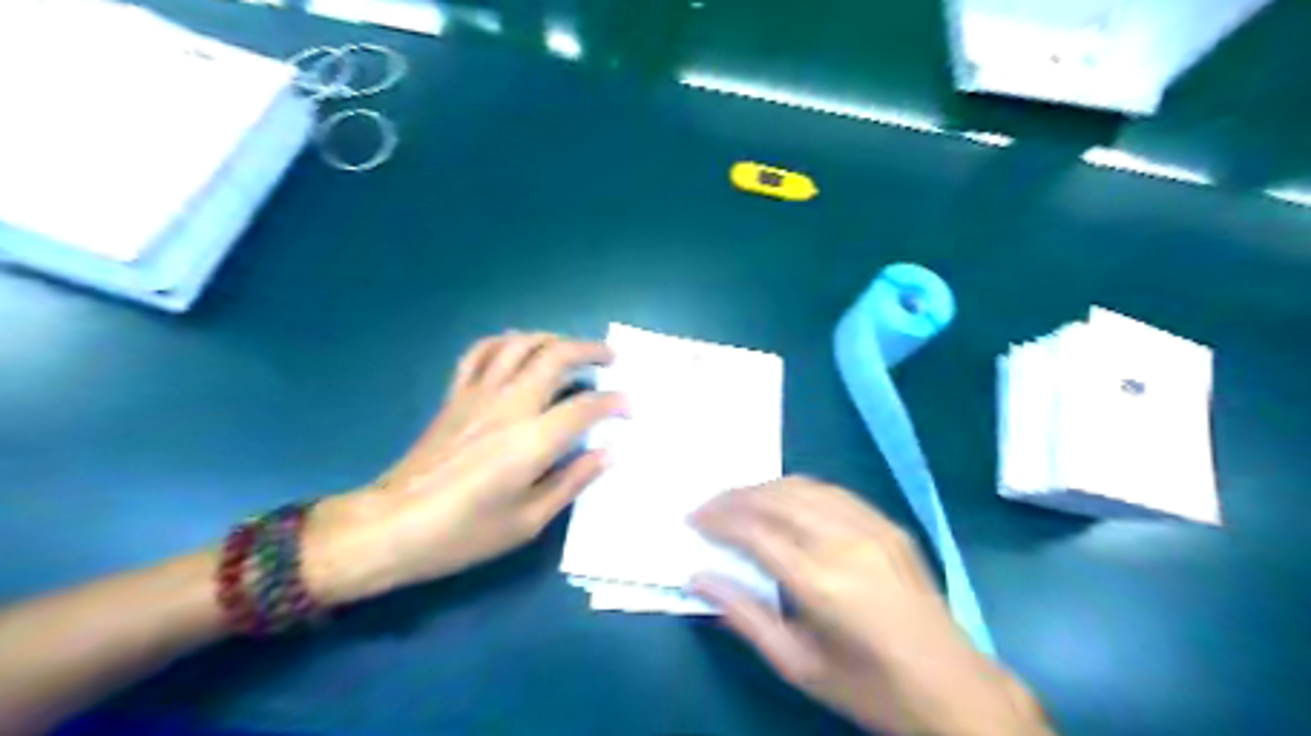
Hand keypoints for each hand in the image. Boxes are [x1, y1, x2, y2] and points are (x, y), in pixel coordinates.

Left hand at [305, 332, 620, 602]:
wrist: (393, 526)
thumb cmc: (464, 533)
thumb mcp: (528, 521)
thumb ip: (572, 481)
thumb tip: (606, 453)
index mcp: (532, 440)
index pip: (586, 406)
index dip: (614, 401)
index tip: (629, 406)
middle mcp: (509, 405)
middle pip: (556, 357)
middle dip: (589, 351)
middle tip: (610, 359)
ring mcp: (478, 395)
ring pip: (520, 344)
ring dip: (552, 338)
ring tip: (570, 348)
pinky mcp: (455, 395)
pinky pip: (480, 353)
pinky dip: (505, 342)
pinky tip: (518, 348)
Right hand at [689, 477, 1052, 735]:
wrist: (952, 686)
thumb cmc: (868, 686)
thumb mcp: (798, 665)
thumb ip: (744, 616)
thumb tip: (699, 577)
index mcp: (821, 583)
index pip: (755, 532)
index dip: (719, 520)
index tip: (693, 520)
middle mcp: (845, 543)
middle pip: (776, 499)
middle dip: (734, 497)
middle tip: (707, 507)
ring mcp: (871, 527)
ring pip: (803, 487)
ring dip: (763, 488)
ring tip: (737, 501)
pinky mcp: (888, 524)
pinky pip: (832, 491)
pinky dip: (797, 489)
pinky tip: (783, 500)